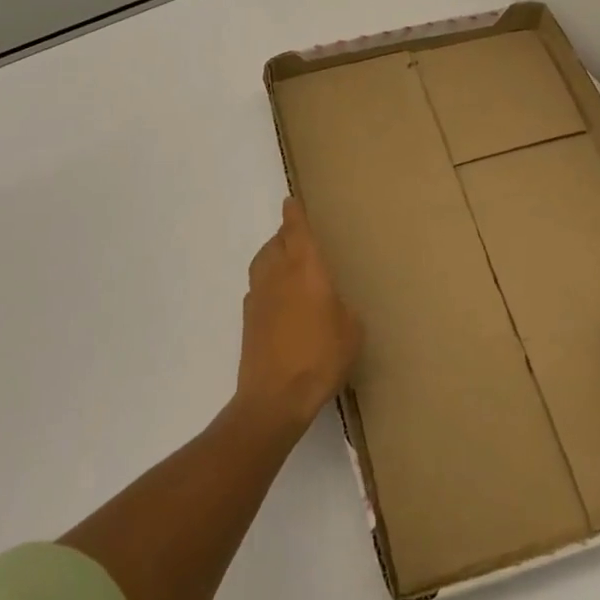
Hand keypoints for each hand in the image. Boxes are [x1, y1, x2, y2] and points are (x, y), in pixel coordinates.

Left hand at [237, 198, 362, 430]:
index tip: (290, 201)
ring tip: (286, 263)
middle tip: (298, 236)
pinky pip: (257, 287)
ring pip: (262, 262)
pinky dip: (266, 283)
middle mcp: (278, 275)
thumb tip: (331, 304)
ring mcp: (258, 297)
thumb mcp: (351, 330)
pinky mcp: (247, 320)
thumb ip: (342, 307)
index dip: (294, 214)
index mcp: (306, 269)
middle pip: (276, 243)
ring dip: (272, 255)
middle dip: (285, 235)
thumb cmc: (321, 357)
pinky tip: (278, 299)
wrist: (275, 398)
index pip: (297, 232)